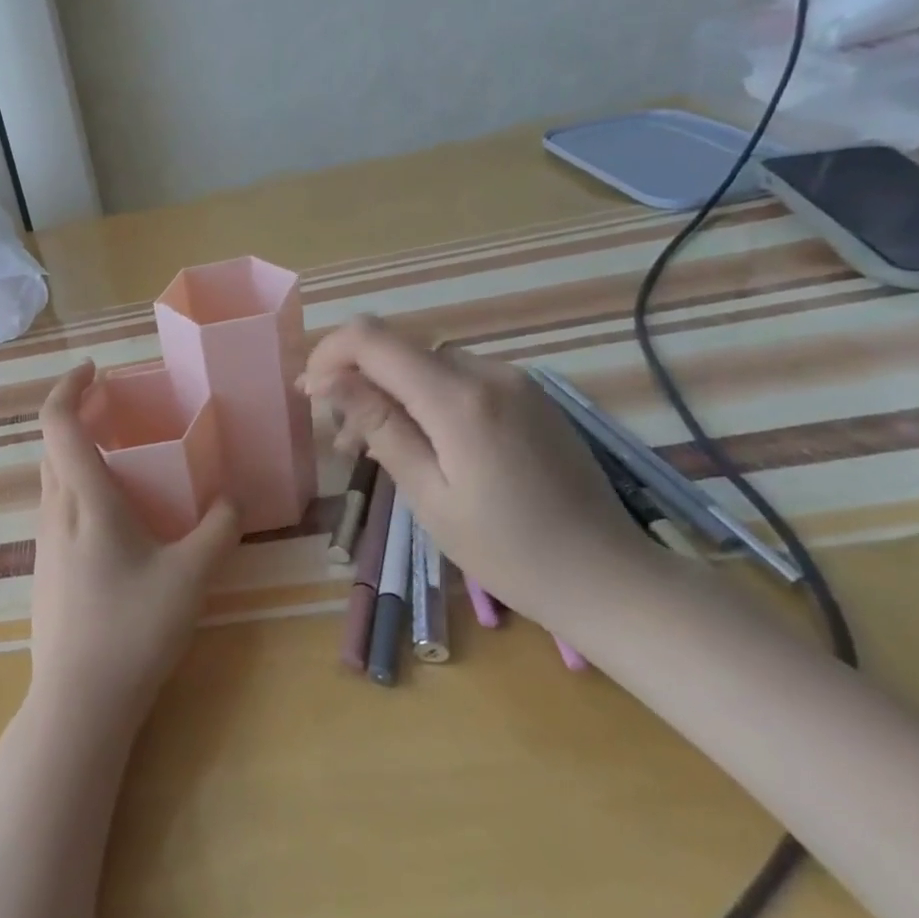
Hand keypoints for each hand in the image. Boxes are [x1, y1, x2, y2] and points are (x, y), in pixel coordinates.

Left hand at [28, 363, 240, 734]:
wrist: (77, 700)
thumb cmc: (132, 629)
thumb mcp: (190, 577)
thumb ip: (217, 530)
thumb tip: (233, 498)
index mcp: (83, 499)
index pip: (57, 422)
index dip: (69, 386)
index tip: (95, 369)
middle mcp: (54, 510)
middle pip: (53, 444)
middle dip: (79, 414)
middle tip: (119, 408)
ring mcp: (43, 540)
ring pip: (53, 476)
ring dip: (79, 451)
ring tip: (124, 455)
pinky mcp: (44, 566)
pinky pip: (58, 505)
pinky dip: (79, 485)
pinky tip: (117, 514)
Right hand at [301, 317, 668, 627]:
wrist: (609, 578)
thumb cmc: (508, 550)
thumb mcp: (427, 493)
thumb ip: (378, 425)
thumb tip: (326, 379)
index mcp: (459, 398)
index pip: (372, 340)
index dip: (328, 355)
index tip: (309, 395)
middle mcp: (489, 373)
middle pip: (397, 350)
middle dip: (355, 382)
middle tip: (341, 443)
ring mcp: (515, 382)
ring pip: (425, 365)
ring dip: (389, 394)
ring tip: (375, 451)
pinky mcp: (529, 398)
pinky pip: (458, 381)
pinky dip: (424, 401)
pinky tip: (422, 445)